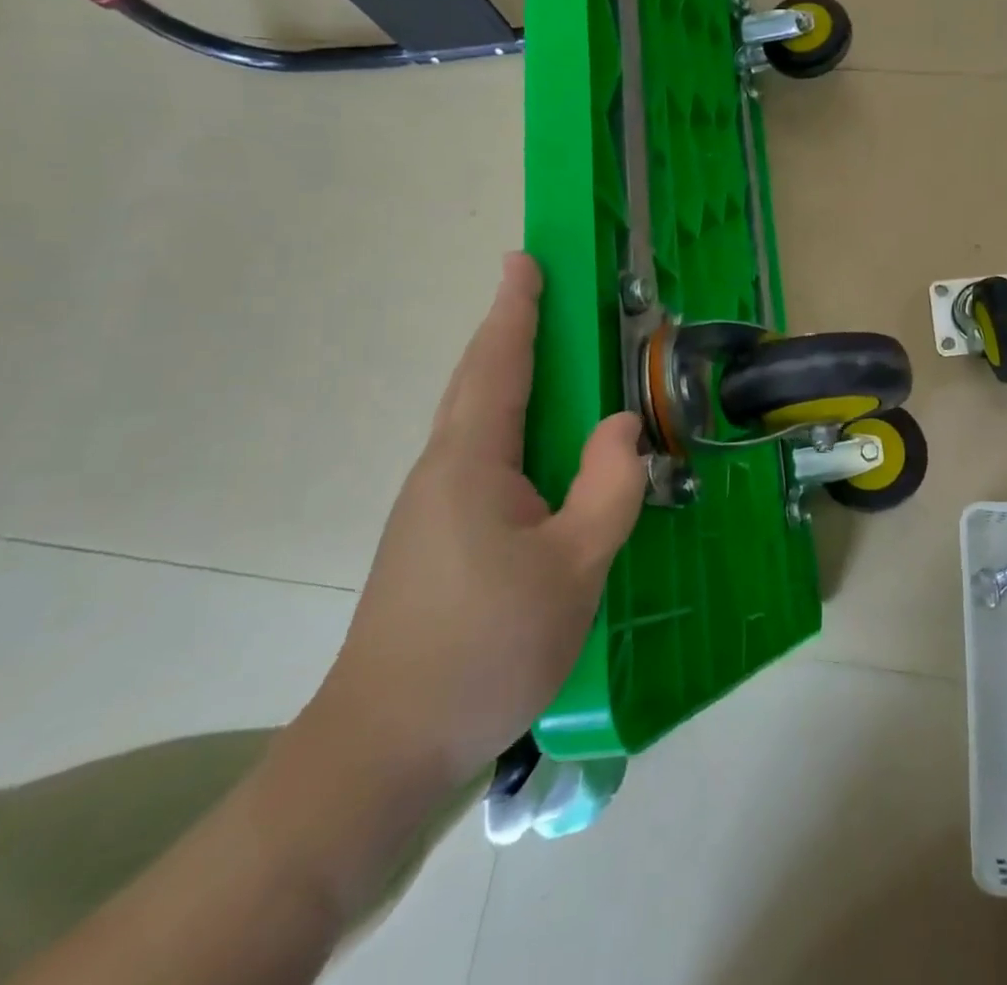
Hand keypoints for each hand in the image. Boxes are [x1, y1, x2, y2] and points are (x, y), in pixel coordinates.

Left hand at [311, 253, 645, 791]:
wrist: (384, 746)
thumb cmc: (484, 647)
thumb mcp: (573, 567)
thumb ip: (608, 487)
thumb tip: (623, 426)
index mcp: (471, 464)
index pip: (498, 365)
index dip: (515, 309)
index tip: (524, 259)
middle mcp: (444, 470)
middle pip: (479, 382)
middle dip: (509, 330)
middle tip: (539, 291)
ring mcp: (433, 506)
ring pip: (476, 420)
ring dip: (508, 375)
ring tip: (551, 356)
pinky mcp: (436, 537)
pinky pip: (480, 455)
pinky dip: (510, 422)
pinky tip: (538, 446)